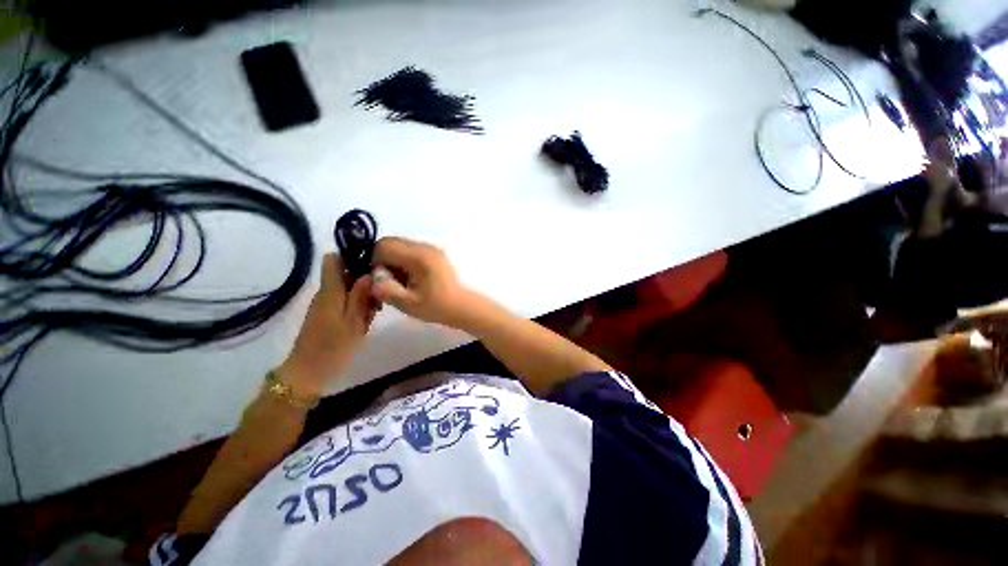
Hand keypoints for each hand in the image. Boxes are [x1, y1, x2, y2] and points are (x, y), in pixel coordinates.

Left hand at [279, 253, 376, 396]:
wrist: (309, 374)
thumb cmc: (333, 348)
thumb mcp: (354, 322)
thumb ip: (361, 296)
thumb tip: (369, 272)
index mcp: (330, 291)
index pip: (333, 259)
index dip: (352, 256)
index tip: (372, 265)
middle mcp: (326, 293)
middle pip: (345, 272)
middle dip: (365, 279)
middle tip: (380, 296)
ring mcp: (326, 303)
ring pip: (348, 287)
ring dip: (364, 294)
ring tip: (375, 311)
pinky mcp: (328, 314)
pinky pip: (345, 300)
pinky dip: (358, 305)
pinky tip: (367, 318)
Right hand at [371, 237, 475, 327]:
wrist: (462, 306)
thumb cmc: (436, 306)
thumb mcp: (407, 303)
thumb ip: (386, 289)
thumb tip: (374, 276)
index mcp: (418, 256)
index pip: (383, 246)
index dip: (376, 262)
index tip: (383, 280)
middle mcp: (424, 246)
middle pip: (391, 243)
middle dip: (384, 261)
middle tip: (392, 282)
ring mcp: (431, 248)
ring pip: (400, 246)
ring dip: (395, 262)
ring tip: (403, 283)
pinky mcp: (434, 253)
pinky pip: (411, 251)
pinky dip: (405, 262)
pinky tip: (413, 279)